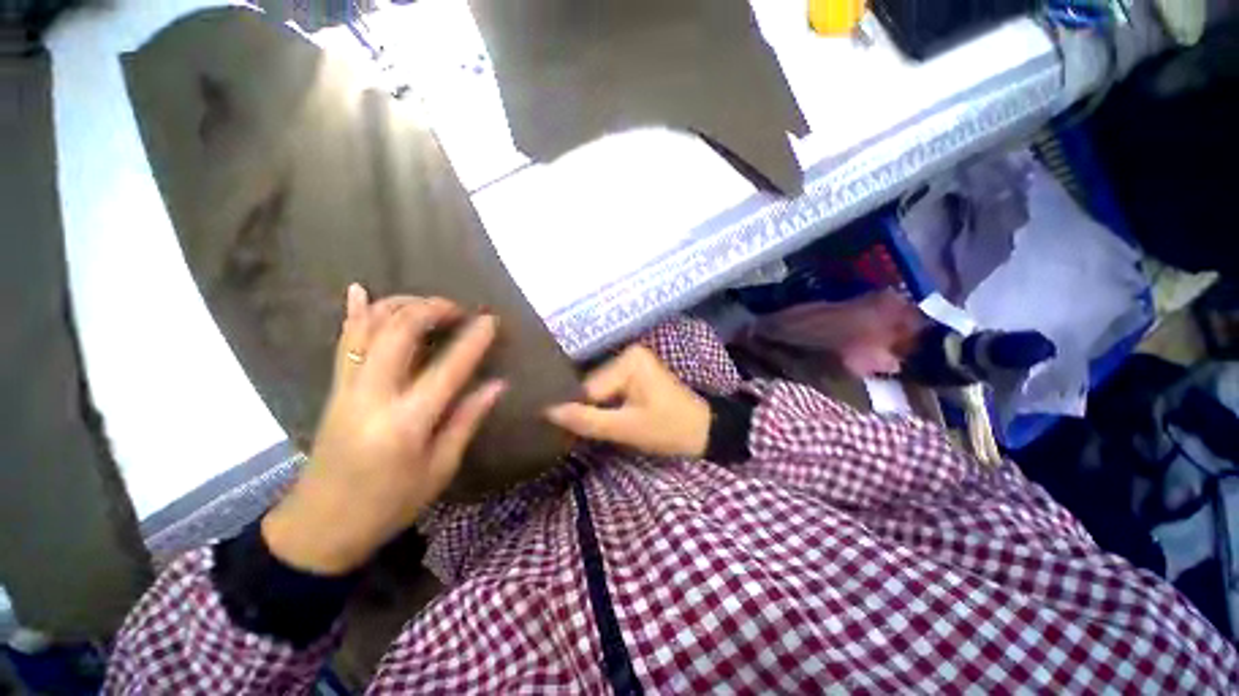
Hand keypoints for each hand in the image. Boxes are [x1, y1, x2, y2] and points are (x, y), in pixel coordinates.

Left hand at [262, 285, 505, 575]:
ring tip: (430, 304)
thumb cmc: (389, 504)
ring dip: (400, 305)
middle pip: (398, 331)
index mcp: (406, 423)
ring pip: (367, 327)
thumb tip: (497, 384)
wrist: (320, 527)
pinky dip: (354, 313)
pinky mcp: (333, 389)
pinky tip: (360, 291)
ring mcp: (346, 388)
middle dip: (432, 309)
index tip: (492, 320)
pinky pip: (343, 341)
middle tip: (460, 309)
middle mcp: (371, 396)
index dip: (473, 339)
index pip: (448, 368)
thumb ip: (467, 420)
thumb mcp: (440, 469)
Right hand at [545, 345, 709, 457]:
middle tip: (589, 435)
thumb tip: (547, 412)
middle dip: (591, 411)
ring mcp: (633, 362)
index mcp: (629, 360)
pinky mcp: (636, 373)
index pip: (589, 389)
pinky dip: (608, 407)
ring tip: (602, 428)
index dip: (580, 413)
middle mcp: (628, 353)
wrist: (703, 431)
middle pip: (593, 388)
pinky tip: (609, 419)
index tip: (571, 435)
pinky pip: (611, 390)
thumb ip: (587, 420)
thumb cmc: (669, 428)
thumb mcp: (626, 428)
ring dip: (598, 410)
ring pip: (600, 391)